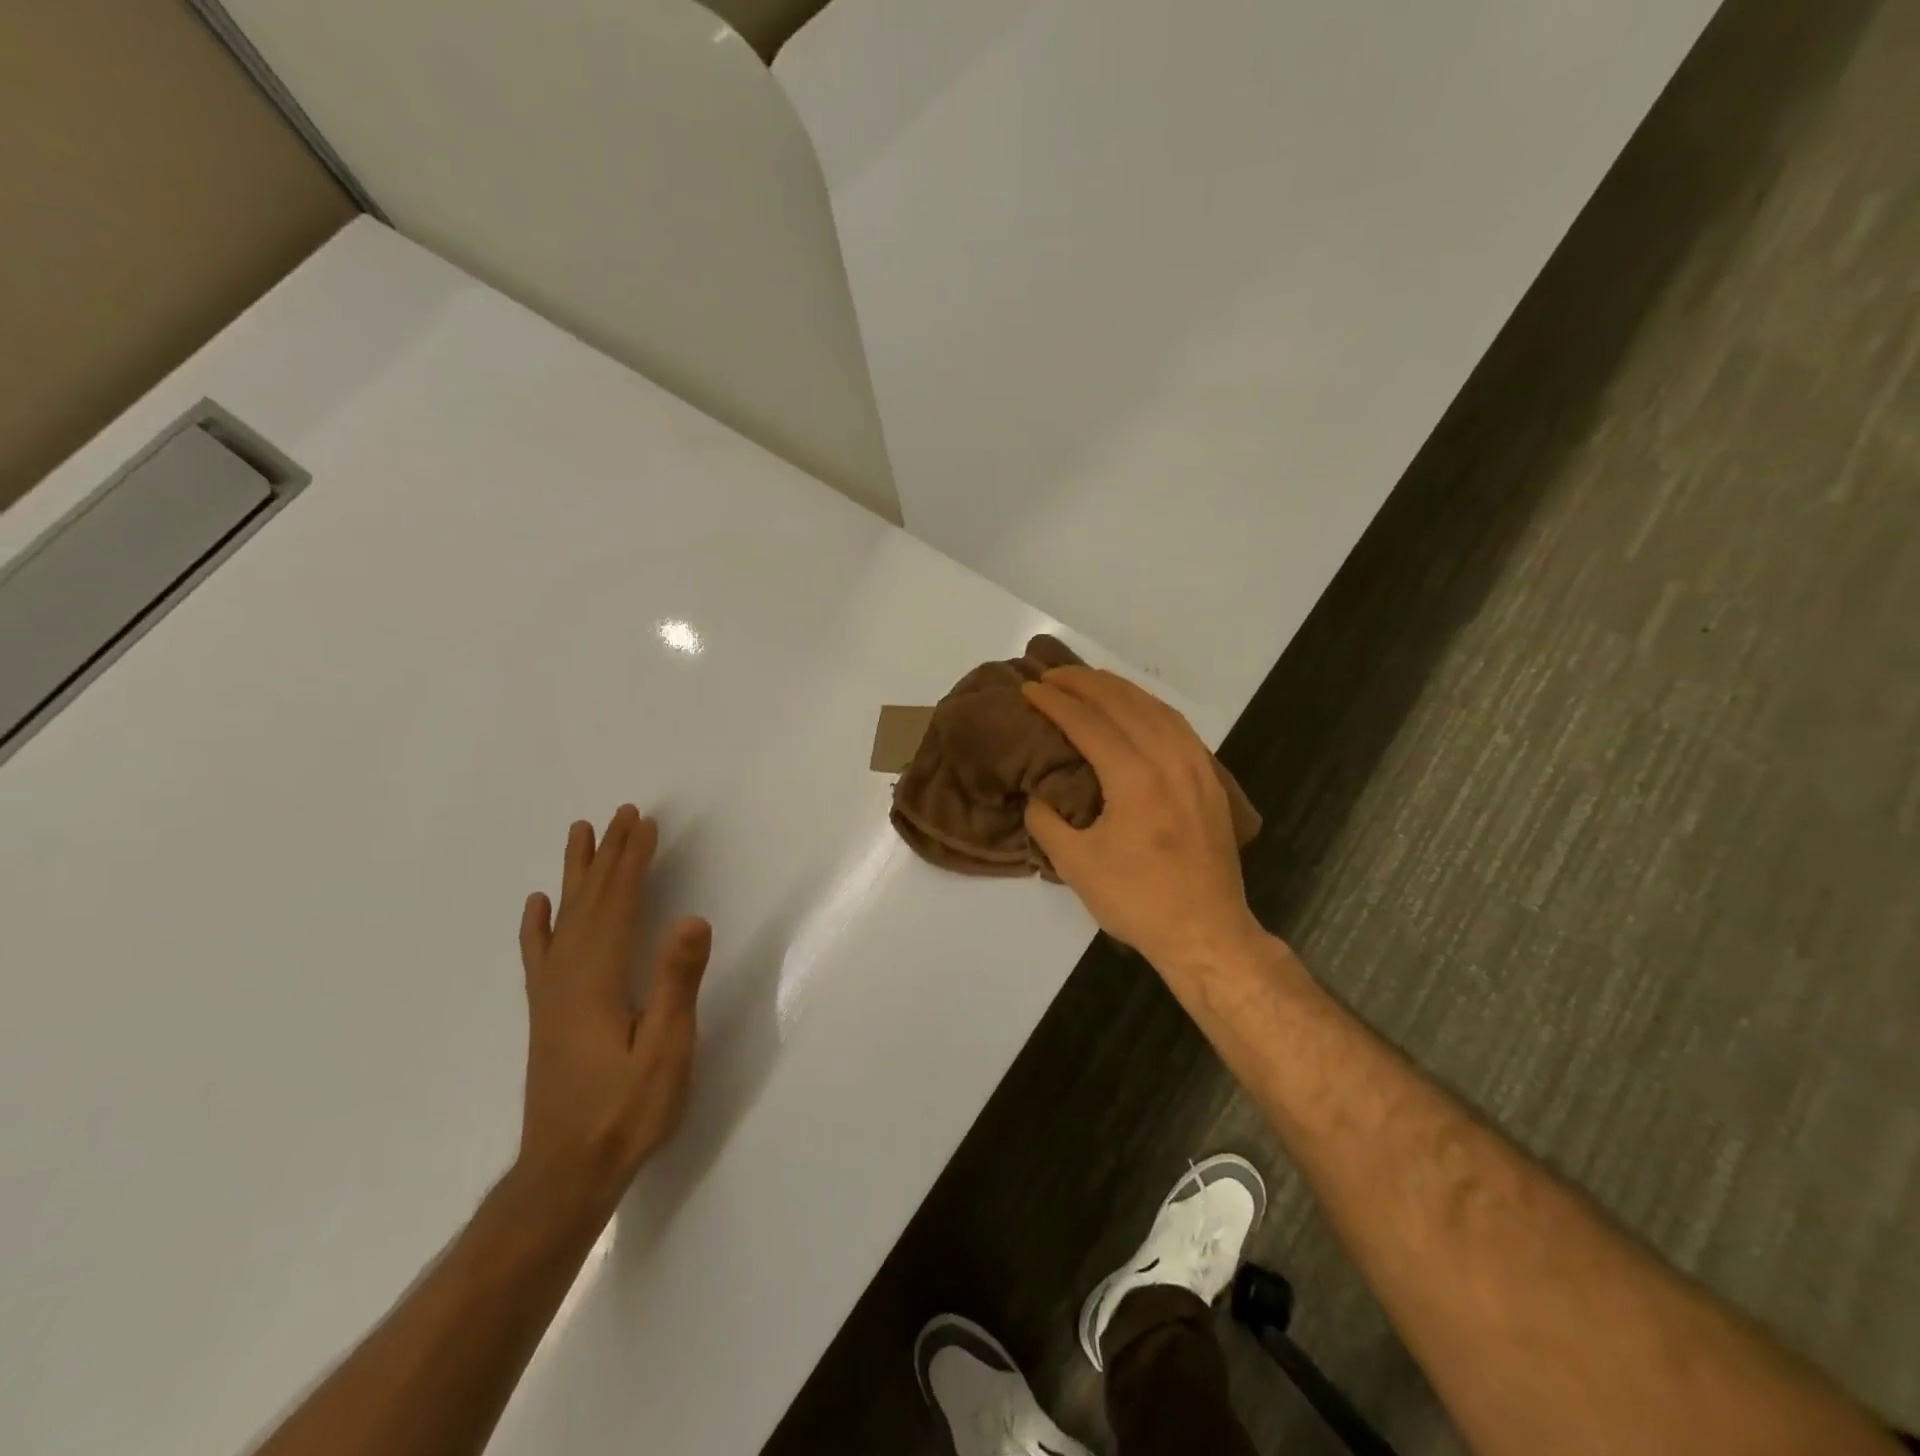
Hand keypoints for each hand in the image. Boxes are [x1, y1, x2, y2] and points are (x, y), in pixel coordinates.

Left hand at [515, 805, 710, 1210]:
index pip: (617, 904)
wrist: (565, 1174)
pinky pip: (540, 954)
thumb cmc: (626, 1112)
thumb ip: (676, 982)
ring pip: (563, 919)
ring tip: (579, 835)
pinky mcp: (547, 1014)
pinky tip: (537, 907)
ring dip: (576, 874)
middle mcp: (567, 976)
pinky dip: (539, 924)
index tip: (644, 823)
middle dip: (608, 854)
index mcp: (597, 979)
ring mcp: (551, 996)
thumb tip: (693, 918)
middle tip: (621, 813)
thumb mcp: (666, 1049)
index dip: (632, 860)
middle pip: (589, 901)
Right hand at [1024, 668, 1264, 973]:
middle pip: (1124, 704)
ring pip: (1156, 708)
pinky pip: (1178, 726)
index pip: (1089, 723)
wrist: (1206, 932)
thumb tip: (1037, 794)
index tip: (1029, 688)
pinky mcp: (1211, 780)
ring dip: (1119, 688)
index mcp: (1134, 778)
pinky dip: (1150, 706)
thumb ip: (1046, 821)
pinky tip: (1137, 708)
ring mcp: (1197, 767)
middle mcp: (1169, 760)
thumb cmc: (1137, 900)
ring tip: (1089, 681)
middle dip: (1084, 683)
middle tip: (1052, 674)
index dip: (1055, 702)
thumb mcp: (1075, 865)